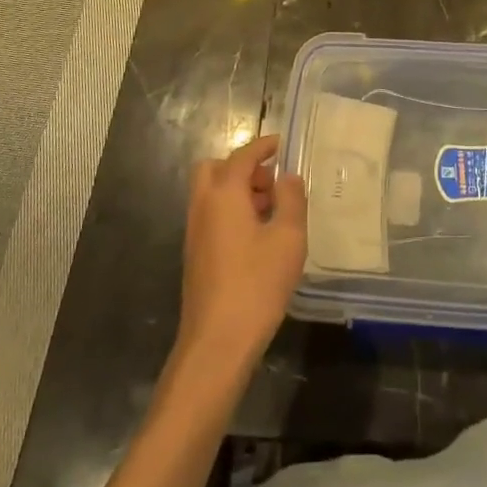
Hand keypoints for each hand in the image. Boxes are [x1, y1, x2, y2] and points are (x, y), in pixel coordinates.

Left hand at [175, 135, 307, 375]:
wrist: (217, 343)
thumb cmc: (257, 284)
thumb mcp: (288, 238)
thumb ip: (292, 200)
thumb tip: (288, 177)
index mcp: (224, 194)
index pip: (242, 156)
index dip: (263, 146)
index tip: (282, 144)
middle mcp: (203, 206)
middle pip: (215, 169)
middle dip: (243, 168)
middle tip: (272, 183)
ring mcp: (195, 232)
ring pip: (211, 193)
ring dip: (238, 191)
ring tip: (272, 211)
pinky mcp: (195, 256)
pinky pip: (211, 216)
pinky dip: (231, 212)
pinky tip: (258, 238)